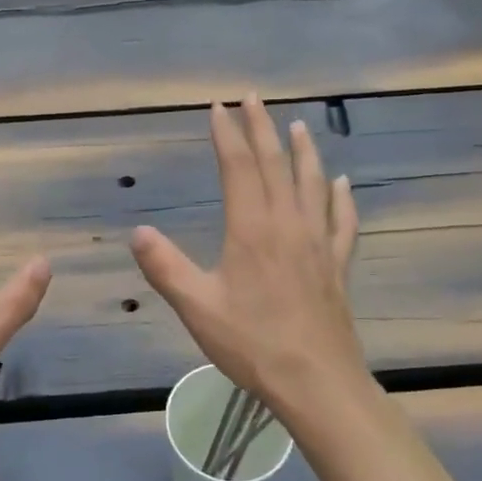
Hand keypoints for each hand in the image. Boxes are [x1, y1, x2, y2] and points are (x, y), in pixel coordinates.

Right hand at [130, 96, 364, 417]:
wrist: (316, 382)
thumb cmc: (252, 344)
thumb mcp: (197, 307)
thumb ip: (165, 267)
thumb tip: (138, 232)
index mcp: (252, 230)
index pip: (239, 169)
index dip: (227, 135)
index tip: (218, 107)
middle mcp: (288, 226)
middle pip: (276, 165)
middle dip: (263, 128)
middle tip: (254, 98)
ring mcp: (318, 244)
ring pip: (312, 184)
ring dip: (304, 152)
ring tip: (299, 126)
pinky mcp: (337, 265)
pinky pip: (342, 221)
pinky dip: (341, 197)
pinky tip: (342, 183)